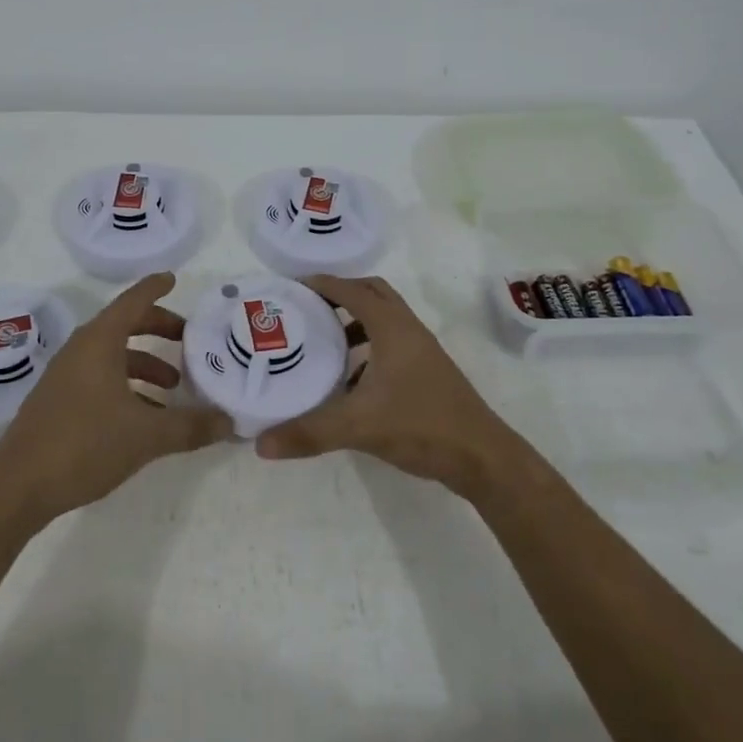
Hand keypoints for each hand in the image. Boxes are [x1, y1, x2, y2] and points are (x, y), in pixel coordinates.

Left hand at [0, 272, 230, 519]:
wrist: (17, 487)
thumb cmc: (84, 444)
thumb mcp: (146, 435)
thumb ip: (190, 426)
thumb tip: (228, 422)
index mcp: (100, 342)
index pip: (132, 301)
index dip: (154, 288)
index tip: (172, 279)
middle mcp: (81, 350)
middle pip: (123, 325)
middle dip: (157, 328)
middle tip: (187, 338)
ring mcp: (65, 376)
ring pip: (112, 355)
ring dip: (143, 362)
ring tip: (173, 387)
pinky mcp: (58, 401)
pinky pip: (99, 377)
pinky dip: (126, 384)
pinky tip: (144, 416)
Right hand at [254, 275, 516, 498]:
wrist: (481, 456)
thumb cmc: (421, 426)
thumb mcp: (359, 427)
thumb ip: (309, 432)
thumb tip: (260, 443)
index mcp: (392, 327)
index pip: (352, 291)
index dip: (323, 285)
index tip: (292, 287)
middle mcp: (408, 330)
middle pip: (373, 294)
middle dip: (341, 294)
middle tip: (308, 307)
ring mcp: (422, 350)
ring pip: (385, 319)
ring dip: (355, 322)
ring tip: (323, 341)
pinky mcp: (427, 371)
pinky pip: (392, 343)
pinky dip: (369, 348)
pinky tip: (350, 381)